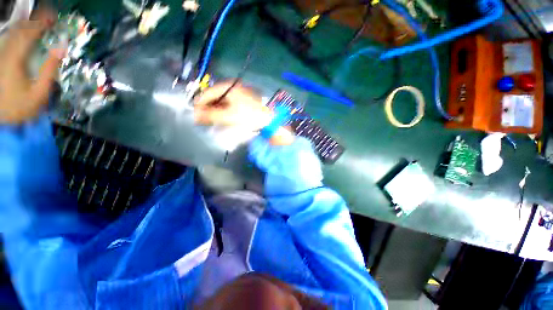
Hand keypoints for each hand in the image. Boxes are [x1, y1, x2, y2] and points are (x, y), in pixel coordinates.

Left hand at [0, 9, 63, 124]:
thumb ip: (49, 70)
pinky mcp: (1, 60)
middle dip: (34, 20)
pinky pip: (10, 41)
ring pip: (14, 34)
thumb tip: (61, 49)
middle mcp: (7, 53)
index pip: (29, 34)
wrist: (1, 118)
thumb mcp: (39, 93)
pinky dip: (19, 34)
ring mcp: (2, 56)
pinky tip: (25, 32)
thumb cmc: (21, 108)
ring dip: (27, 25)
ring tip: (38, 20)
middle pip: (20, 30)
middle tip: (49, 16)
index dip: (41, 24)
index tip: (54, 17)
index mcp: (17, 60)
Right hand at [194, 82, 294, 144]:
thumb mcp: (228, 116)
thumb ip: (210, 115)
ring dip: (216, 110)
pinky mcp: (245, 100)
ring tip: (213, 121)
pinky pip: (230, 104)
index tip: (195, 115)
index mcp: (228, 87)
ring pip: (222, 101)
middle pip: (215, 96)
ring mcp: (240, 93)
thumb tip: (195, 115)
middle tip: (204, 120)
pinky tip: (224, 118)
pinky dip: (225, 111)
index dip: (199, 104)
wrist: (270, 119)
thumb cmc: (249, 116)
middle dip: (208, 108)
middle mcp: (233, 87)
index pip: (207, 93)